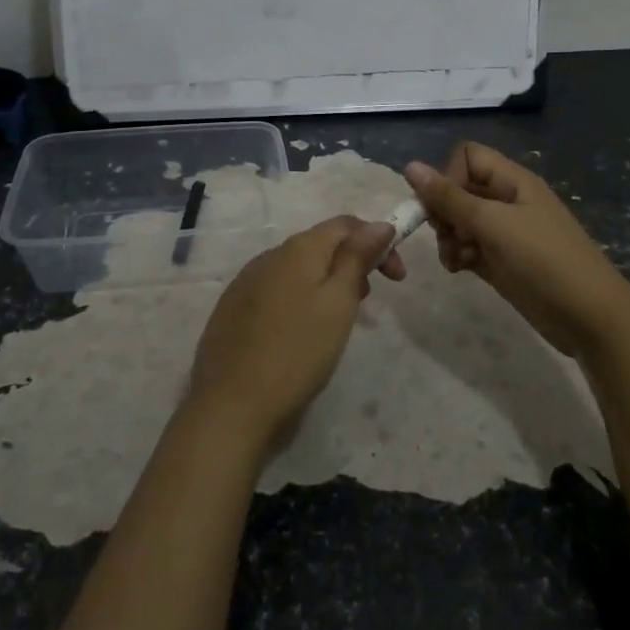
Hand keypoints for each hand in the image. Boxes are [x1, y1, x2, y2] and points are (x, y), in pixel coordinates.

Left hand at [189, 216, 402, 442]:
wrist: (232, 404)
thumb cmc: (297, 351)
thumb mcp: (339, 302)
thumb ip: (357, 258)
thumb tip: (379, 224)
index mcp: (297, 249)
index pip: (345, 224)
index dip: (377, 241)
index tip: (397, 278)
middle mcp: (269, 256)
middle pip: (320, 244)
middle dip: (352, 262)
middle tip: (368, 299)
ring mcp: (246, 282)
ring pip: (297, 268)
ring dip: (326, 281)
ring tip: (339, 317)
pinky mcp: (233, 309)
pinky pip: (276, 289)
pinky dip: (299, 298)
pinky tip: (301, 331)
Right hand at [405, 143, 629, 359]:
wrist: (588, 316)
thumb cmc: (544, 260)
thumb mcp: (493, 224)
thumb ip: (449, 197)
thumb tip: (410, 166)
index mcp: (512, 181)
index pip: (467, 157)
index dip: (449, 176)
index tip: (444, 206)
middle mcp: (507, 201)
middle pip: (459, 189)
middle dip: (443, 211)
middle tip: (445, 234)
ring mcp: (505, 233)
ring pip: (460, 221)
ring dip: (448, 237)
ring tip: (454, 258)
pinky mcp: (501, 261)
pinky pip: (467, 247)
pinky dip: (458, 255)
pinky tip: (460, 270)